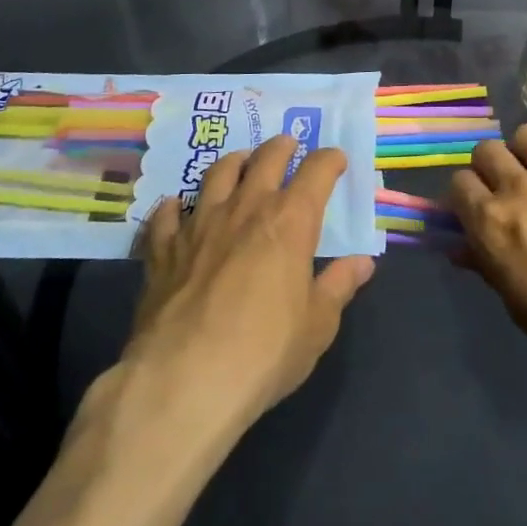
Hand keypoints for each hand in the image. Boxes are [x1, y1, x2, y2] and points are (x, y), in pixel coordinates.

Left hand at [120, 137, 374, 437]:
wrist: (185, 380)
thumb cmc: (265, 352)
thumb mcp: (317, 326)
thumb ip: (338, 287)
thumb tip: (363, 262)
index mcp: (291, 221)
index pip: (317, 171)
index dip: (330, 160)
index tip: (336, 160)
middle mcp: (246, 208)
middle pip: (266, 158)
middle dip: (281, 147)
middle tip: (287, 145)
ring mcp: (200, 224)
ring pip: (217, 174)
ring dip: (233, 162)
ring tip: (240, 162)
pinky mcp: (164, 249)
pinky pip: (166, 215)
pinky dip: (174, 207)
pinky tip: (175, 207)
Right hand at [448, 124, 526, 399]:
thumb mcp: (521, 309)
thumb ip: (490, 268)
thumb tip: (464, 249)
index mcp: (493, 225)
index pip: (459, 184)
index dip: (465, 196)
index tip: (477, 210)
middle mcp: (521, 188)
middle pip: (488, 150)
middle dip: (491, 167)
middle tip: (508, 189)